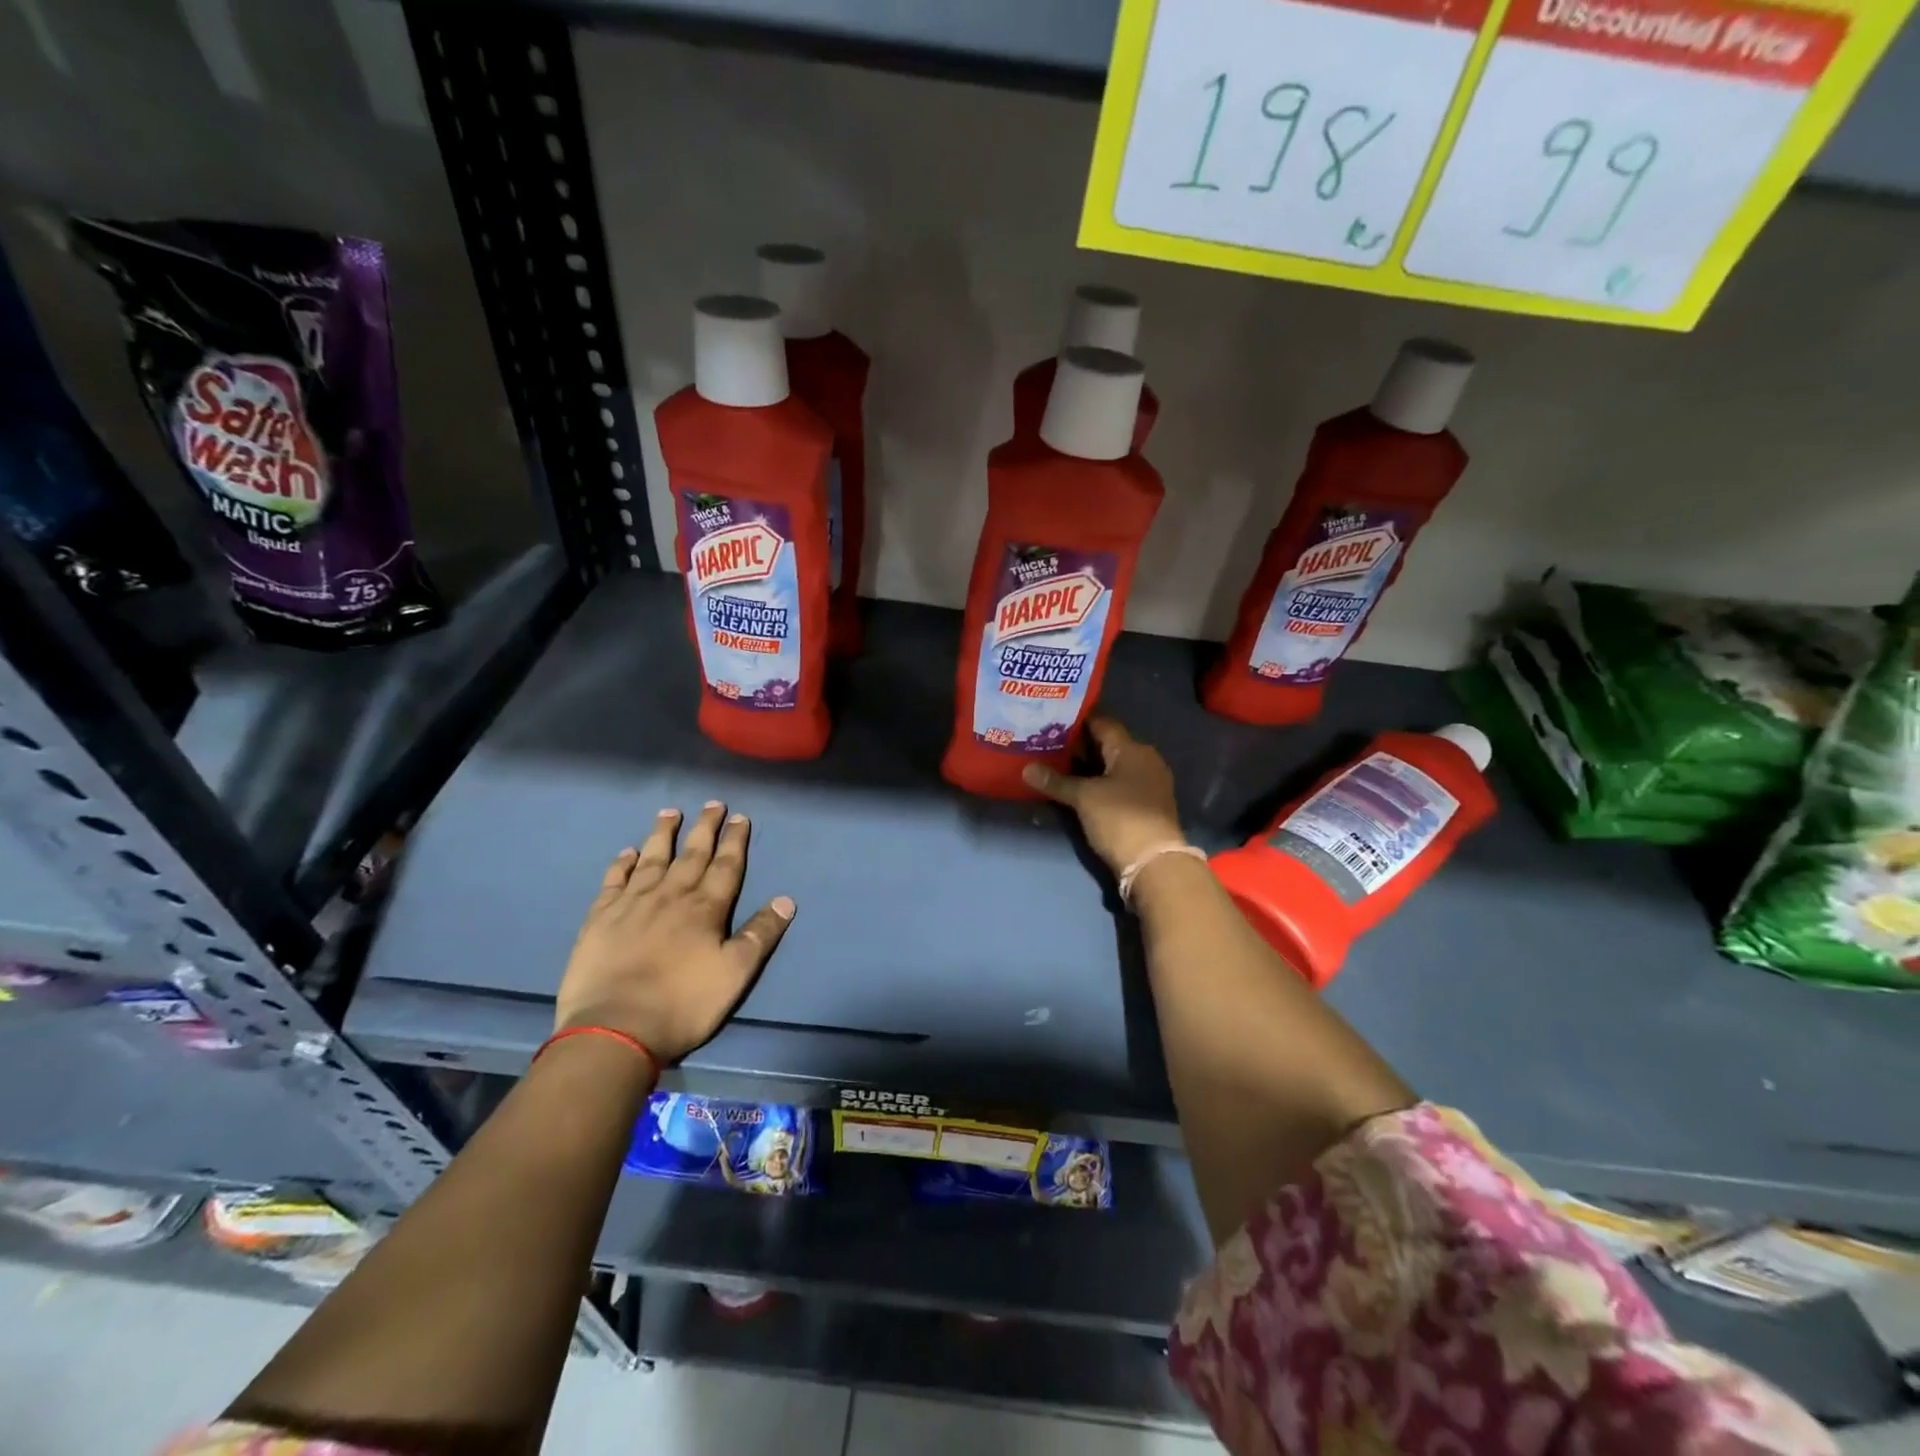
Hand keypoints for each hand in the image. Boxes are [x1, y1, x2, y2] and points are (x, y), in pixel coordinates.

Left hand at [555, 802, 794, 1063]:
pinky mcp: (600, 919)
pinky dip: (621, 864)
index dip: (735, 841)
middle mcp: (670, 896)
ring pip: (651, 859)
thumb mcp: (735, 974)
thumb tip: (787, 900)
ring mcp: (632, 904)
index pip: (726, 866)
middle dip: (705, 828)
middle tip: (712, 804)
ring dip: (663, 835)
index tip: (740, 817)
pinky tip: (627, 853)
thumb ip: (760, 934)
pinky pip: (614, 882)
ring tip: (670, 813)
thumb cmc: (683, 1004)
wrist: (615, 1029)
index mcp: (705, 908)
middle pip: (691, 854)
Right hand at [1022, 716, 1184, 875]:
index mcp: (1132, 749)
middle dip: (1079, 745)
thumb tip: (1026, 769)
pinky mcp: (1147, 804)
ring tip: (1056, 764)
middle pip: (1108, 744)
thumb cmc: (1120, 818)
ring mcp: (1148, 783)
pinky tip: (1077, 787)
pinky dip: (1098, 782)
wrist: (1154, 863)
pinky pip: (1118, 783)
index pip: (1103, 723)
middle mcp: (1145, 760)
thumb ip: (1056, 781)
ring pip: (1112, 766)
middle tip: (1047, 743)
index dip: (1077, 721)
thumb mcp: (1084, 798)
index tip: (1052, 719)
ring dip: (1088, 766)